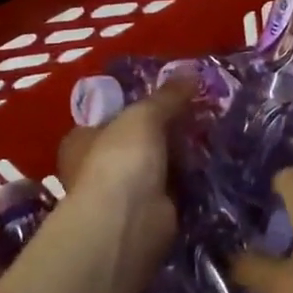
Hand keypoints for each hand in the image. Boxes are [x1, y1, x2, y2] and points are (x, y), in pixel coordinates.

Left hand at [54, 79, 194, 274]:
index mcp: (82, 140)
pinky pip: (172, 190)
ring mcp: (122, 195)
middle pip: (135, 142)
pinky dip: (188, 181)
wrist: (128, 221)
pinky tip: (211, 165)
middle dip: (164, 131)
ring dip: (178, 157)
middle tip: (197, 113)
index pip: (108, 116)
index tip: (168, 96)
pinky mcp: (148, 215)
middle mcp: (96, 167)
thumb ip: (168, 95)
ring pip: (156, 166)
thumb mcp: (145, 114)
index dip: (135, 106)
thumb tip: (192, 71)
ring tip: (210, 134)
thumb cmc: (122, 157)